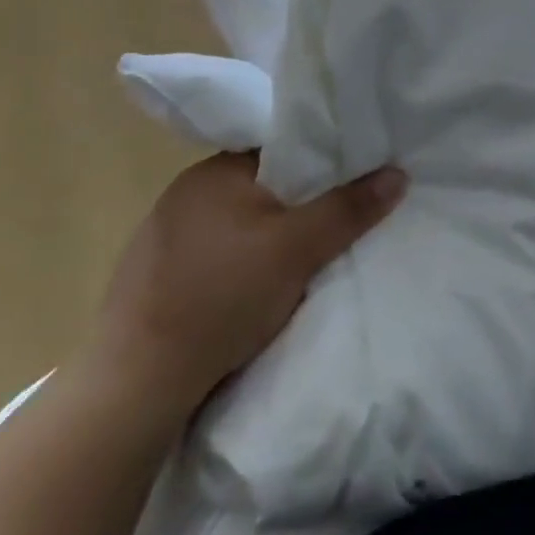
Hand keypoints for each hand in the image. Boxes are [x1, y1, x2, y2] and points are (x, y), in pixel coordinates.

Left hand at [86, 153, 406, 417]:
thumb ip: (349, 208)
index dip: (323, 162)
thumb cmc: (221, 298)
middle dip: (299, 203)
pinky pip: (216, 252)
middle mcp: (185, 192)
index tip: (353, 181)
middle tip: (335, 225)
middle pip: (264, 185)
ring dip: (269, 235)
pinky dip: (241, 262)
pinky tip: (252, 289)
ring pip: (240, 221)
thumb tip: (399, 172)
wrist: (135, 385)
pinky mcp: (155, 276)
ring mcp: (165, 235)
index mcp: (214, 171)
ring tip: (301, 260)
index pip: (282, 149)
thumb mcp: (297, 250)